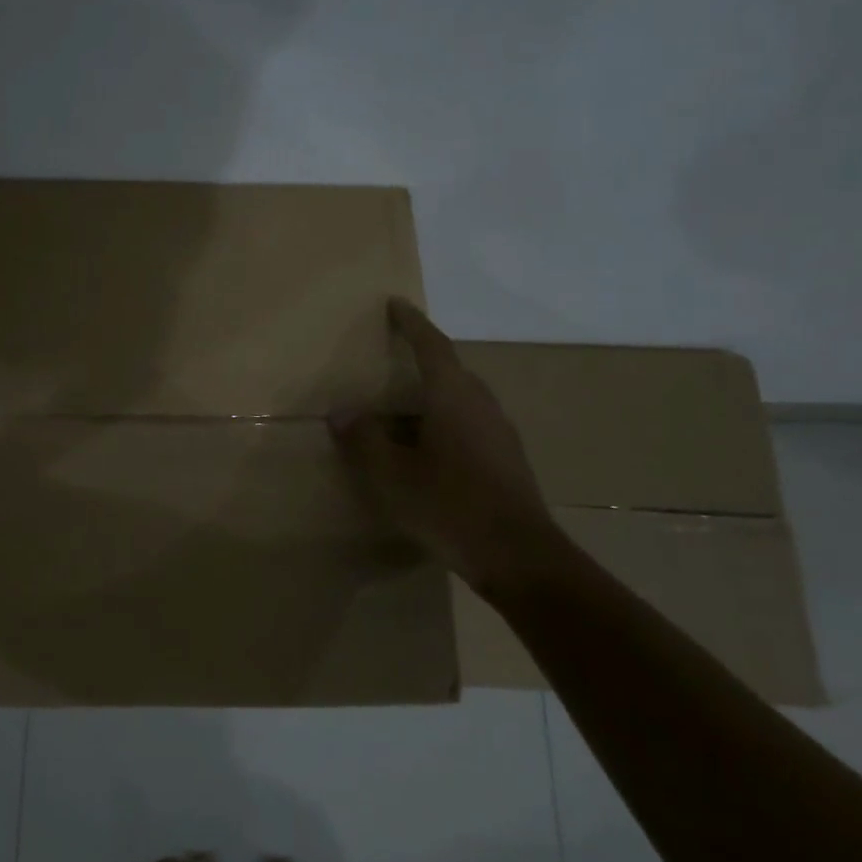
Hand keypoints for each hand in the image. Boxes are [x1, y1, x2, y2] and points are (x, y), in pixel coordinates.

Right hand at [330, 297, 560, 588]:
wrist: (519, 557)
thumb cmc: (449, 505)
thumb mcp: (392, 474)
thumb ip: (364, 439)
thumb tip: (342, 411)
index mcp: (453, 396)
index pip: (431, 346)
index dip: (411, 323)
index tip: (395, 304)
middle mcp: (482, 404)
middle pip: (450, 370)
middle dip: (422, 358)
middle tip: (393, 356)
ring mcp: (500, 433)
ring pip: (461, 399)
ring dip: (432, 394)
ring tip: (402, 406)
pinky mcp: (507, 460)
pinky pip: (469, 424)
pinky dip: (443, 421)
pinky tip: (427, 448)